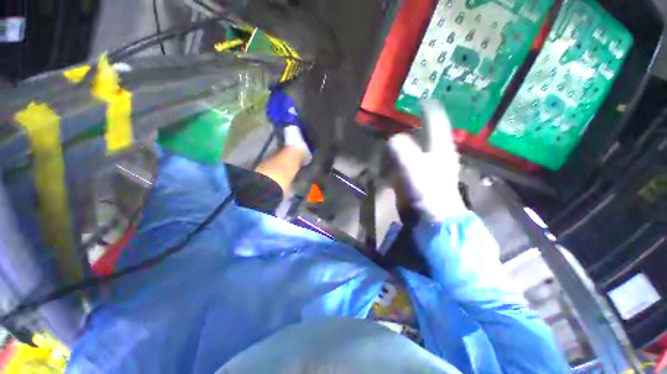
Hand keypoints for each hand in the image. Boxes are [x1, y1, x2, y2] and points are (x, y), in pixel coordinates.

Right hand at [387, 100, 466, 221]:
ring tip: (403, 130)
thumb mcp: (414, 170)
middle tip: (410, 113)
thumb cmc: (429, 192)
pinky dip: (407, 154)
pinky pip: (414, 159)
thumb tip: (393, 138)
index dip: (429, 109)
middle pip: (430, 132)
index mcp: (440, 147)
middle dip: (421, 121)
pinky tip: (400, 154)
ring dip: (413, 137)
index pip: (436, 121)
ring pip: (422, 145)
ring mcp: (431, 165)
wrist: (435, 216)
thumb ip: (403, 152)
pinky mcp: (423, 175)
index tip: (421, 98)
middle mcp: (437, 152)